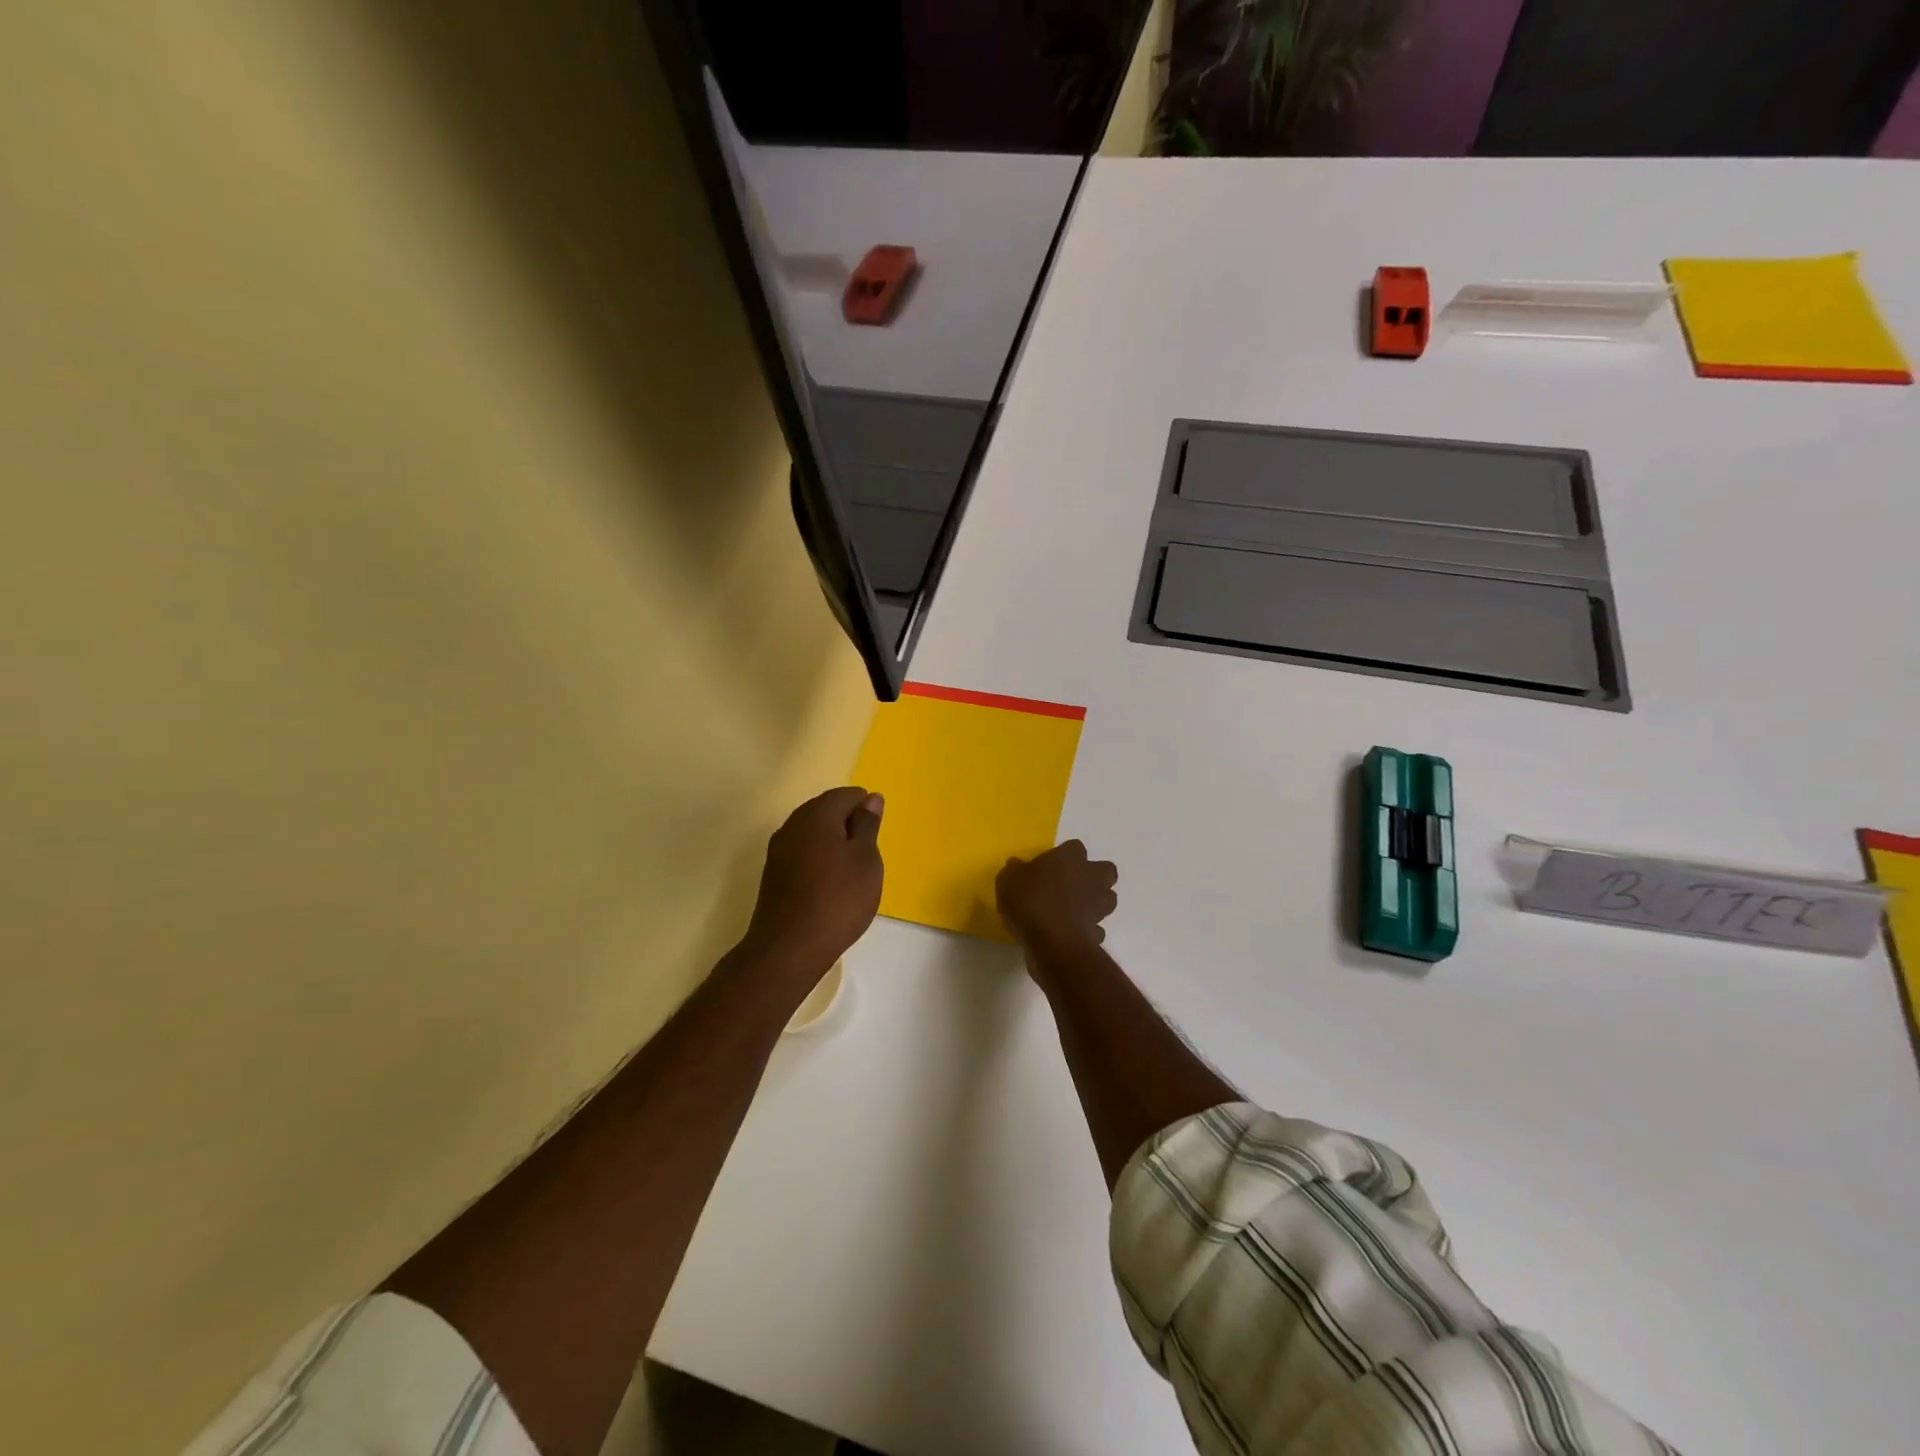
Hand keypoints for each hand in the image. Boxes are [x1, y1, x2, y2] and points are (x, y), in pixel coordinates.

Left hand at [743, 787, 884, 971]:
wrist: (789, 948)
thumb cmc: (839, 898)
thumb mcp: (866, 859)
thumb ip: (868, 825)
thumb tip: (871, 798)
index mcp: (817, 813)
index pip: (847, 795)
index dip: (867, 811)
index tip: (876, 838)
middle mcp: (793, 824)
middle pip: (827, 811)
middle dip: (849, 827)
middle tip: (867, 857)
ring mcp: (778, 849)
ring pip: (813, 834)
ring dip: (834, 846)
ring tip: (852, 874)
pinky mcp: (773, 874)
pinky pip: (802, 854)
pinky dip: (819, 862)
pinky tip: (830, 886)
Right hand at [996, 840, 1117, 954]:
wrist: (1052, 941)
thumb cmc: (1030, 901)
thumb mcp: (1008, 880)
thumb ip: (1015, 870)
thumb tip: (1017, 866)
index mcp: (1070, 857)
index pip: (1075, 847)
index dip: (1064, 856)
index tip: (1050, 866)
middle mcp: (1091, 877)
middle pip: (1104, 870)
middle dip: (1093, 876)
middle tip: (1071, 885)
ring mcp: (1099, 906)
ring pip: (1107, 898)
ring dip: (1095, 902)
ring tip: (1073, 910)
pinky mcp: (1098, 932)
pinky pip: (1097, 928)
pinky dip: (1089, 930)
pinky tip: (1072, 933)